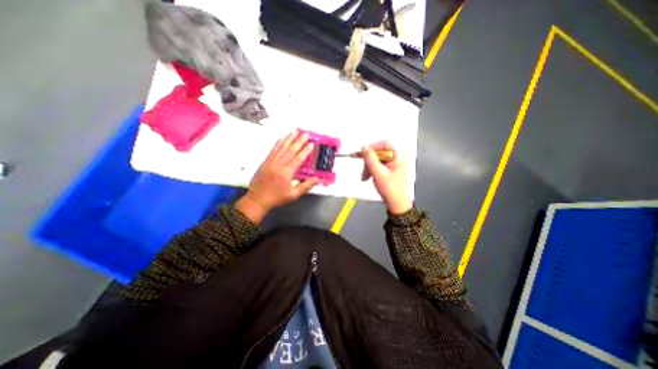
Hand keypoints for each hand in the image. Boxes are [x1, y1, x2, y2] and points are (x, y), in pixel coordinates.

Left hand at [235, 131, 319, 223]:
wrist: (257, 199)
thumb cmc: (277, 198)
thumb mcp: (294, 195)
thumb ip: (306, 186)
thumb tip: (317, 178)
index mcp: (286, 173)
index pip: (298, 159)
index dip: (305, 151)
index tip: (311, 144)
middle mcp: (278, 165)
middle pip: (290, 150)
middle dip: (299, 141)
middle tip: (305, 134)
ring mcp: (270, 162)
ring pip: (281, 147)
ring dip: (289, 138)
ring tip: (295, 131)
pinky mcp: (265, 161)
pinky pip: (273, 150)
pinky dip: (278, 143)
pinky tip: (282, 138)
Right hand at [359, 142, 409, 214]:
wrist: (396, 202)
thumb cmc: (391, 189)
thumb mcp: (378, 173)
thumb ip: (370, 159)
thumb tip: (364, 148)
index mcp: (399, 155)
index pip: (384, 144)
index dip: (372, 148)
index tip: (363, 154)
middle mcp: (397, 156)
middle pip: (379, 152)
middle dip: (369, 161)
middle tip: (364, 170)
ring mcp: (393, 162)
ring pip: (376, 158)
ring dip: (368, 166)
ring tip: (365, 176)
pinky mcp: (389, 167)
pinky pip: (377, 163)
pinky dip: (371, 169)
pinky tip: (368, 176)